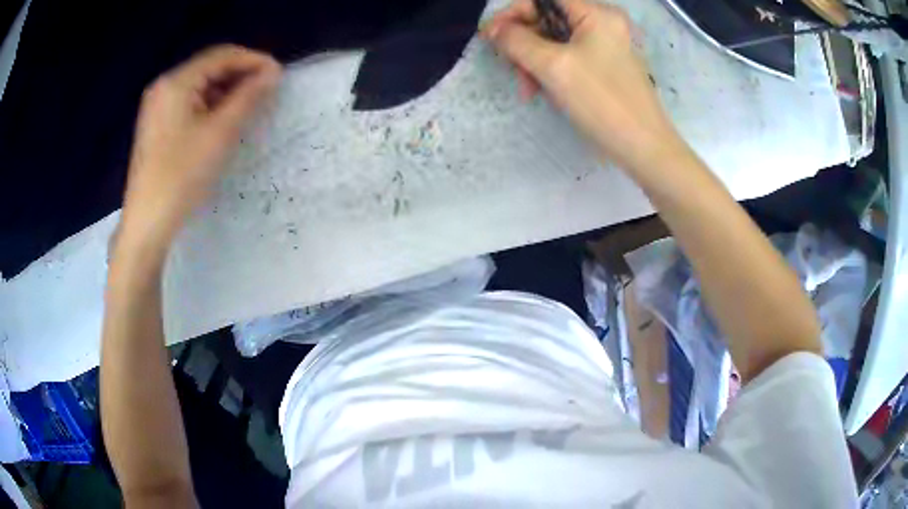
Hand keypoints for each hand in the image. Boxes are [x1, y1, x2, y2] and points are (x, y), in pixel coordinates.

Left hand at [119, 45, 280, 255]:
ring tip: (250, 106)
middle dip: (240, 75)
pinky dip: (210, 106)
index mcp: (176, 82)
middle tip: (267, 91)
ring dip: (227, 91)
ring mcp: (158, 107)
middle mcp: (164, 87)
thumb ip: (248, 97)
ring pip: (200, 87)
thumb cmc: (181, 175)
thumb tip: (272, 73)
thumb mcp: (220, 133)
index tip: (278, 75)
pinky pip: (189, 103)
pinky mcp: (157, 125)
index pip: (221, 55)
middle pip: (209, 68)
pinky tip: (223, 120)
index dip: (253, 60)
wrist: (147, 222)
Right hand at [482, 0, 686, 173]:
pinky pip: (568, 58)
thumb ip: (517, 41)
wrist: (644, 148)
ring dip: (534, 62)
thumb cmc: (602, 102)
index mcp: (596, 14)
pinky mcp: (605, 66)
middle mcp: (602, 23)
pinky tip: (545, 92)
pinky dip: (551, 72)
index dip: (512, 13)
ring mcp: (605, 45)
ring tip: (528, 90)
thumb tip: (496, 30)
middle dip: (524, 43)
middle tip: (510, 68)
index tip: (490, 37)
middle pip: (547, 20)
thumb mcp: (553, 67)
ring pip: (554, 41)